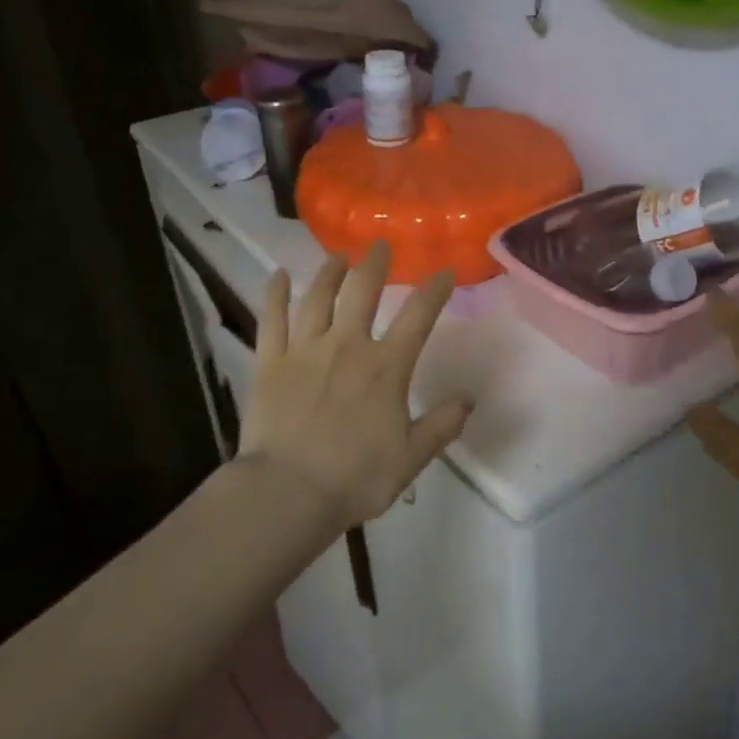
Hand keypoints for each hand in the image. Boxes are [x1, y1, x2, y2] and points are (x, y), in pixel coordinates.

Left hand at [239, 242, 470, 529]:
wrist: (288, 492)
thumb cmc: (355, 477)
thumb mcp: (412, 457)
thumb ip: (442, 424)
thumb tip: (469, 399)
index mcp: (386, 367)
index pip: (418, 316)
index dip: (434, 290)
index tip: (443, 271)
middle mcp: (347, 345)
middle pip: (363, 291)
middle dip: (374, 264)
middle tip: (379, 246)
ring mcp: (305, 350)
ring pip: (318, 298)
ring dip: (329, 273)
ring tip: (337, 257)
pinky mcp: (270, 362)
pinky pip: (272, 319)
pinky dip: (275, 294)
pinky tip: (279, 275)